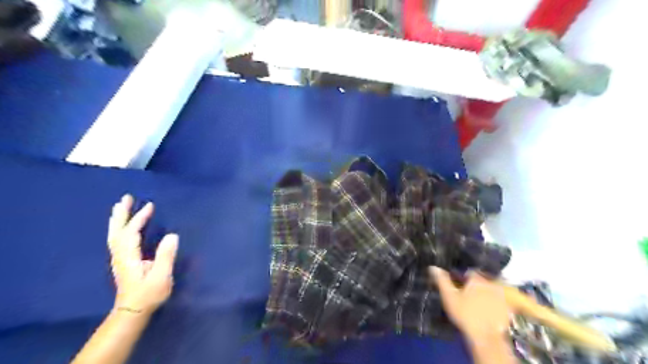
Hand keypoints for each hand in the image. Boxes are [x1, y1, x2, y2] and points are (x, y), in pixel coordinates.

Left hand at [108, 193, 176, 315]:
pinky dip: (119, 228)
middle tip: (126, 198)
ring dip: (118, 219)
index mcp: (129, 257)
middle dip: (121, 214)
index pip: (131, 233)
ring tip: (121, 206)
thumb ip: (165, 256)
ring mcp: (119, 258)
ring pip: (115, 234)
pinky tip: (123, 225)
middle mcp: (120, 255)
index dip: (139, 218)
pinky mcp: (122, 261)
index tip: (150, 206)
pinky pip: (118, 239)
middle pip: (117, 231)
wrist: (133, 311)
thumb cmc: (149, 294)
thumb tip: (172, 235)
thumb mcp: (161, 276)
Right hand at [430, 267, 513, 341]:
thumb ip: (442, 281)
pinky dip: (496, 303)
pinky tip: (489, 311)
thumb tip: (433, 267)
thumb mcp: (449, 297)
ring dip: (487, 292)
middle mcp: (492, 284)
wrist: (487, 337)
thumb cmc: (466, 315)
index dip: (463, 278)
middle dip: (477, 284)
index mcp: (477, 279)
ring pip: (493, 290)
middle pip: (483, 280)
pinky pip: (502, 301)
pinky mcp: (509, 309)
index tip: (459, 285)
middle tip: (469, 294)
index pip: (470, 272)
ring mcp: (502, 296)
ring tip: (479, 302)